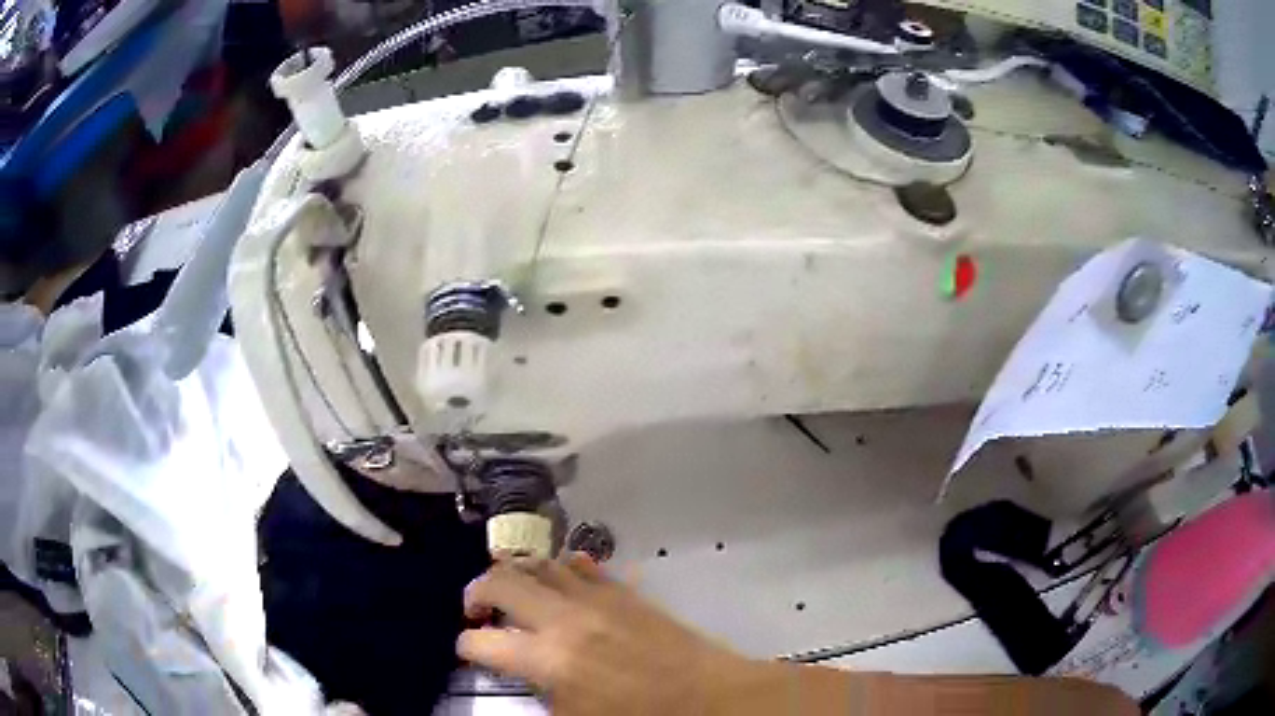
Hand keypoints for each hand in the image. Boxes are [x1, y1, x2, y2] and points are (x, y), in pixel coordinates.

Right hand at [457, 554, 755, 714]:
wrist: (707, 697)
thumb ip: (539, 692)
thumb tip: (520, 672)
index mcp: (548, 660)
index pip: (481, 643)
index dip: (465, 646)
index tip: (467, 650)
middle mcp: (564, 619)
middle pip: (500, 581)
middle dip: (475, 591)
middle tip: (476, 609)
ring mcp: (595, 598)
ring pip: (539, 563)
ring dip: (516, 574)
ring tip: (512, 592)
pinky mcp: (623, 591)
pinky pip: (581, 566)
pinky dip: (560, 569)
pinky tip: (559, 584)